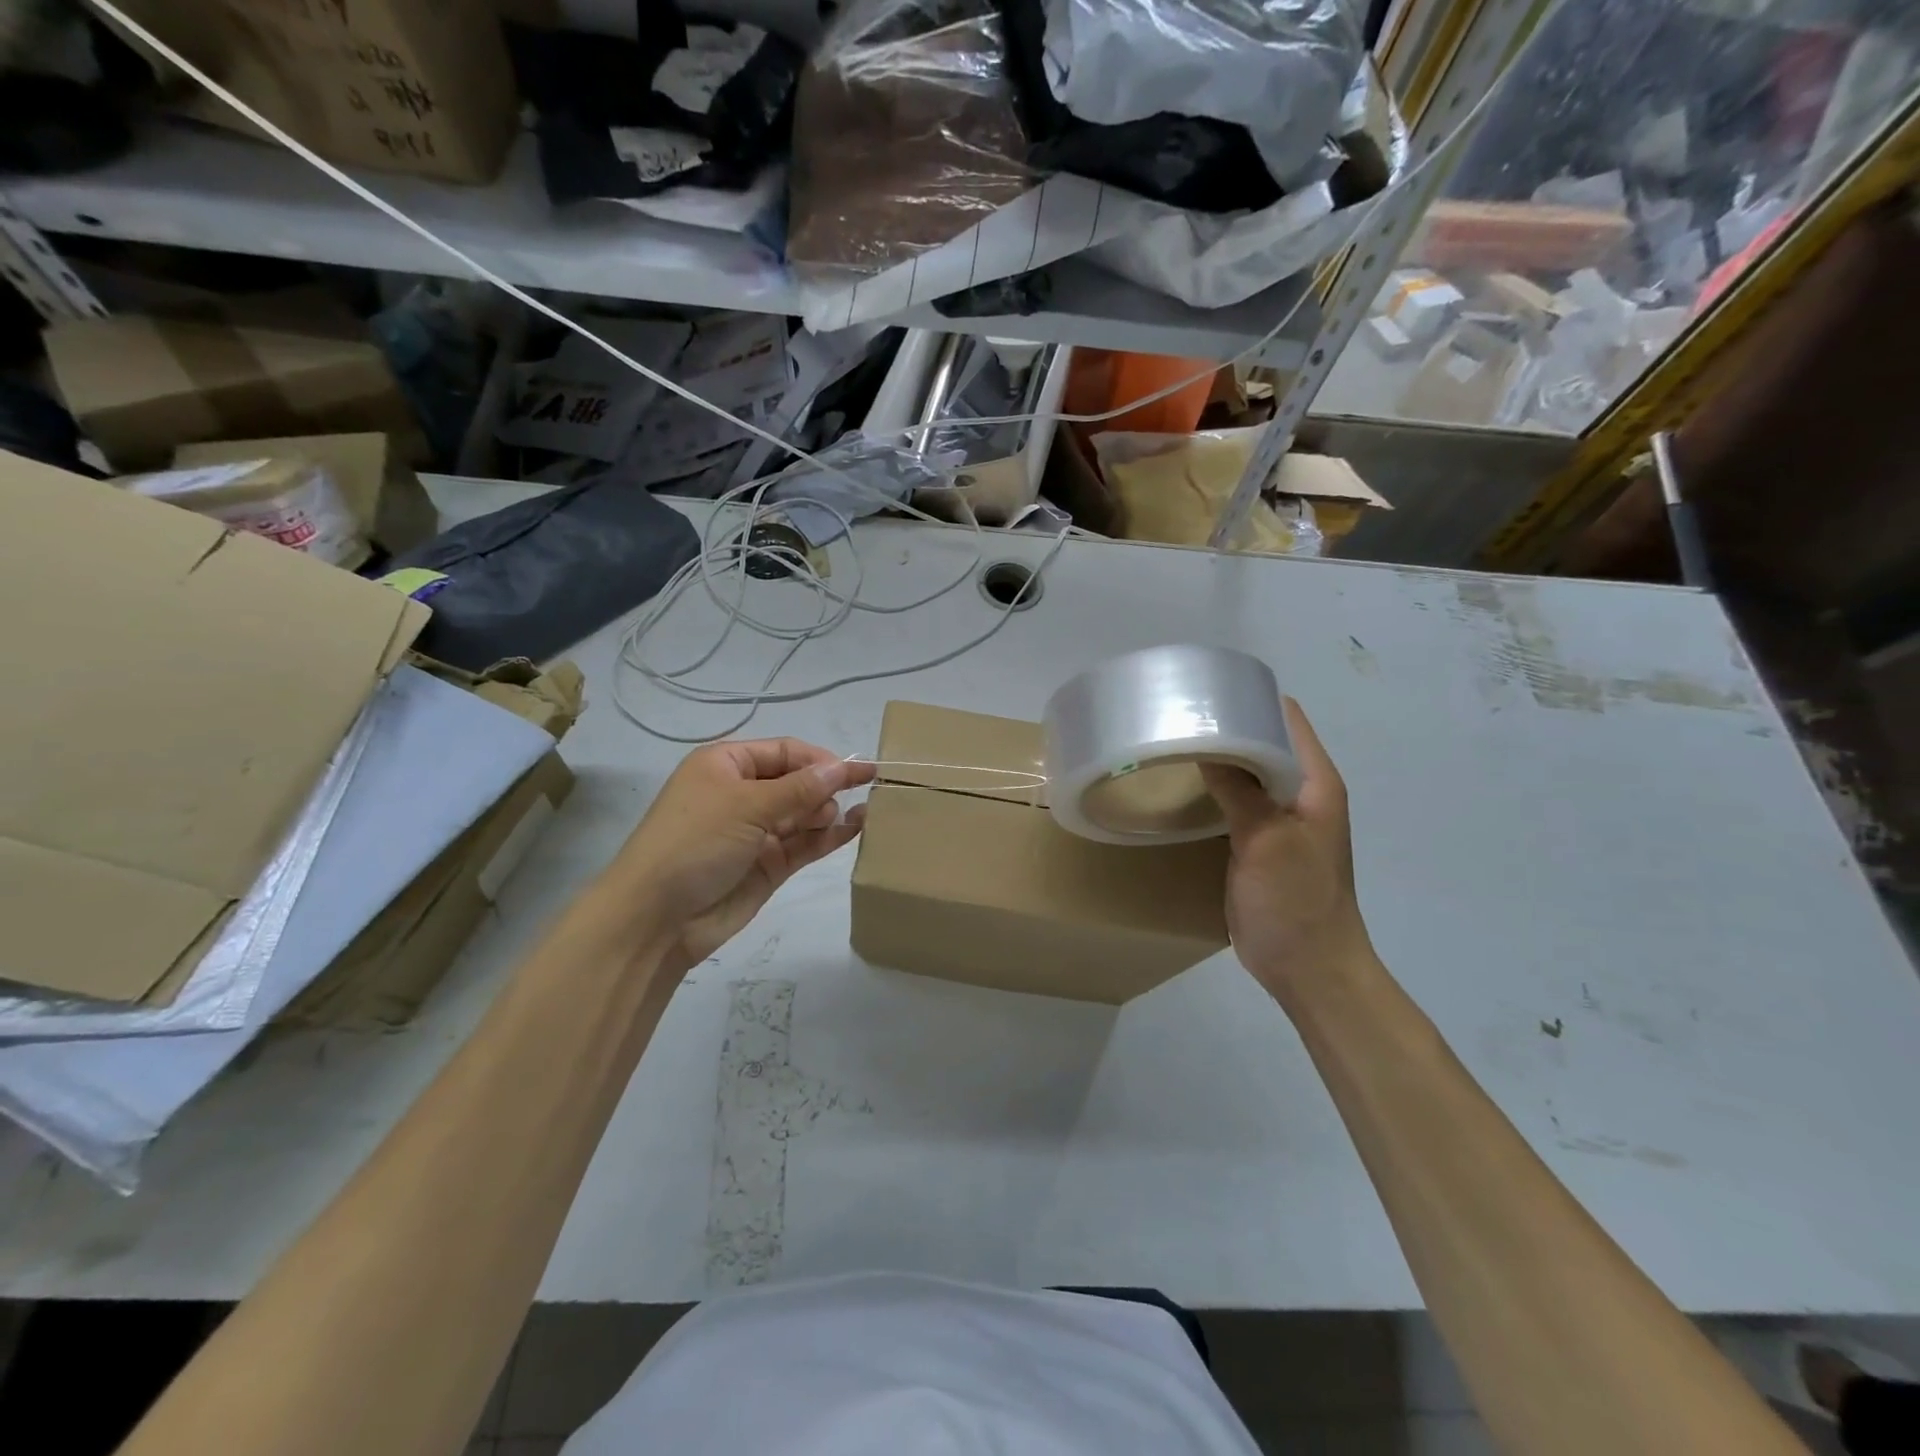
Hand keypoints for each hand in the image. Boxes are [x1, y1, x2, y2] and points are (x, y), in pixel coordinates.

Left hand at [612, 739, 875, 976]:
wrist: (656, 919)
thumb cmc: (695, 843)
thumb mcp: (747, 805)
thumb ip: (800, 788)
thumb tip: (843, 768)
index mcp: (726, 765)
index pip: (785, 751)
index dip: (820, 759)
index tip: (855, 771)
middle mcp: (742, 794)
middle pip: (797, 781)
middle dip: (826, 786)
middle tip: (848, 799)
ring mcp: (757, 831)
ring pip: (805, 813)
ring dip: (831, 810)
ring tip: (858, 813)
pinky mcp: (769, 865)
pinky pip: (806, 843)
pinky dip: (830, 836)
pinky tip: (856, 827)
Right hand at [1199, 699, 1371, 1004]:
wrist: (1310, 969)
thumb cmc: (1296, 901)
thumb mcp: (1267, 840)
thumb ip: (1239, 789)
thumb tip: (1205, 740)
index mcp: (1315, 782)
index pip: (1285, 717)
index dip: (1249, 697)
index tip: (1203, 689)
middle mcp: (1300, 791)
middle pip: (1262, 739)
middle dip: (1223, 724)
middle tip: (1173, 715)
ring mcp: (1279, 818)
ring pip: (1246, 770)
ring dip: (1215, 757)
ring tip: (1169, 741)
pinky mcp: (1258, 841)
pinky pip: (1235, 800)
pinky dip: (1212, 788)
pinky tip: (1180, 786)